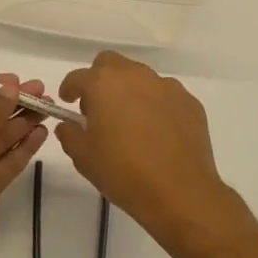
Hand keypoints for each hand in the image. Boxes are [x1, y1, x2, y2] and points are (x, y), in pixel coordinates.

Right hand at [56, 52, 234, 244]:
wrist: (180, 193)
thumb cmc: (123, 172)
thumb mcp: (83, 157)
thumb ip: (70, 134)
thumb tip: (69, 125)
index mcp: (103, 84)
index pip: (77, 77)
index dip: (69, 89)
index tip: (68, 102)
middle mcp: (134, 75)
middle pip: (110, 64)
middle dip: (100, 80)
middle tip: (98, 108)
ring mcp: (165, 86)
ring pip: (139, 77)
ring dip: (129, 91)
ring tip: (130, 121)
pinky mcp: (189, 102)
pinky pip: (164, 95)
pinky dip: (155, 105)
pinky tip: (157, 131)